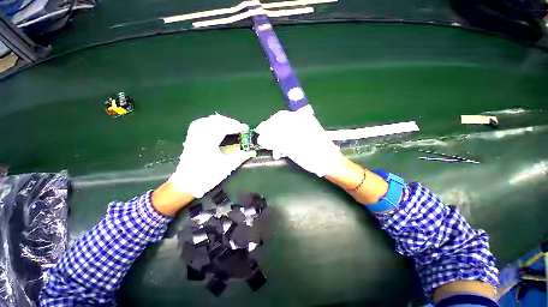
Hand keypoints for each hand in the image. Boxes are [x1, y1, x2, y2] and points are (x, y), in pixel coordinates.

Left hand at [168, 114, 255, 197]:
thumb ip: (240, 157)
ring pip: (206, 120)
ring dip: (219, 121)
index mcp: (208, 143)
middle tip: (239, 127)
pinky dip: (209, 122)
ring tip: (229, 125)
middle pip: (215, 121)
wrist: (186, 184)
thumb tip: (252, 151)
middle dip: (229, 122)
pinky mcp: (190, 139)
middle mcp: (199, 136)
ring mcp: (193, 137)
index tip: (245, 128)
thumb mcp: (227, 167)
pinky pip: (199, 124)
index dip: (236, 126)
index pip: (224, 127)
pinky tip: (214, 126)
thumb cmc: (207, 177)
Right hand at [255, 110, 344, 176]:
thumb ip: (274, 140)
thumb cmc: (312, 154)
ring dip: (278, 142)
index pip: (279, 117)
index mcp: (300, 119)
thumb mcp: (291, 147)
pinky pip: (291, 138)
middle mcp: (303, 122)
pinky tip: (282, 152)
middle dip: (272, 136)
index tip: (258, 132)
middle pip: (282, 125)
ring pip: (286, 133)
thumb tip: (260, 138)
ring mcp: (305, 130)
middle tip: (264, 144)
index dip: (267, 124)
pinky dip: (285, 144)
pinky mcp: (306, 138)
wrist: (330, 164)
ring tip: (275, 153)